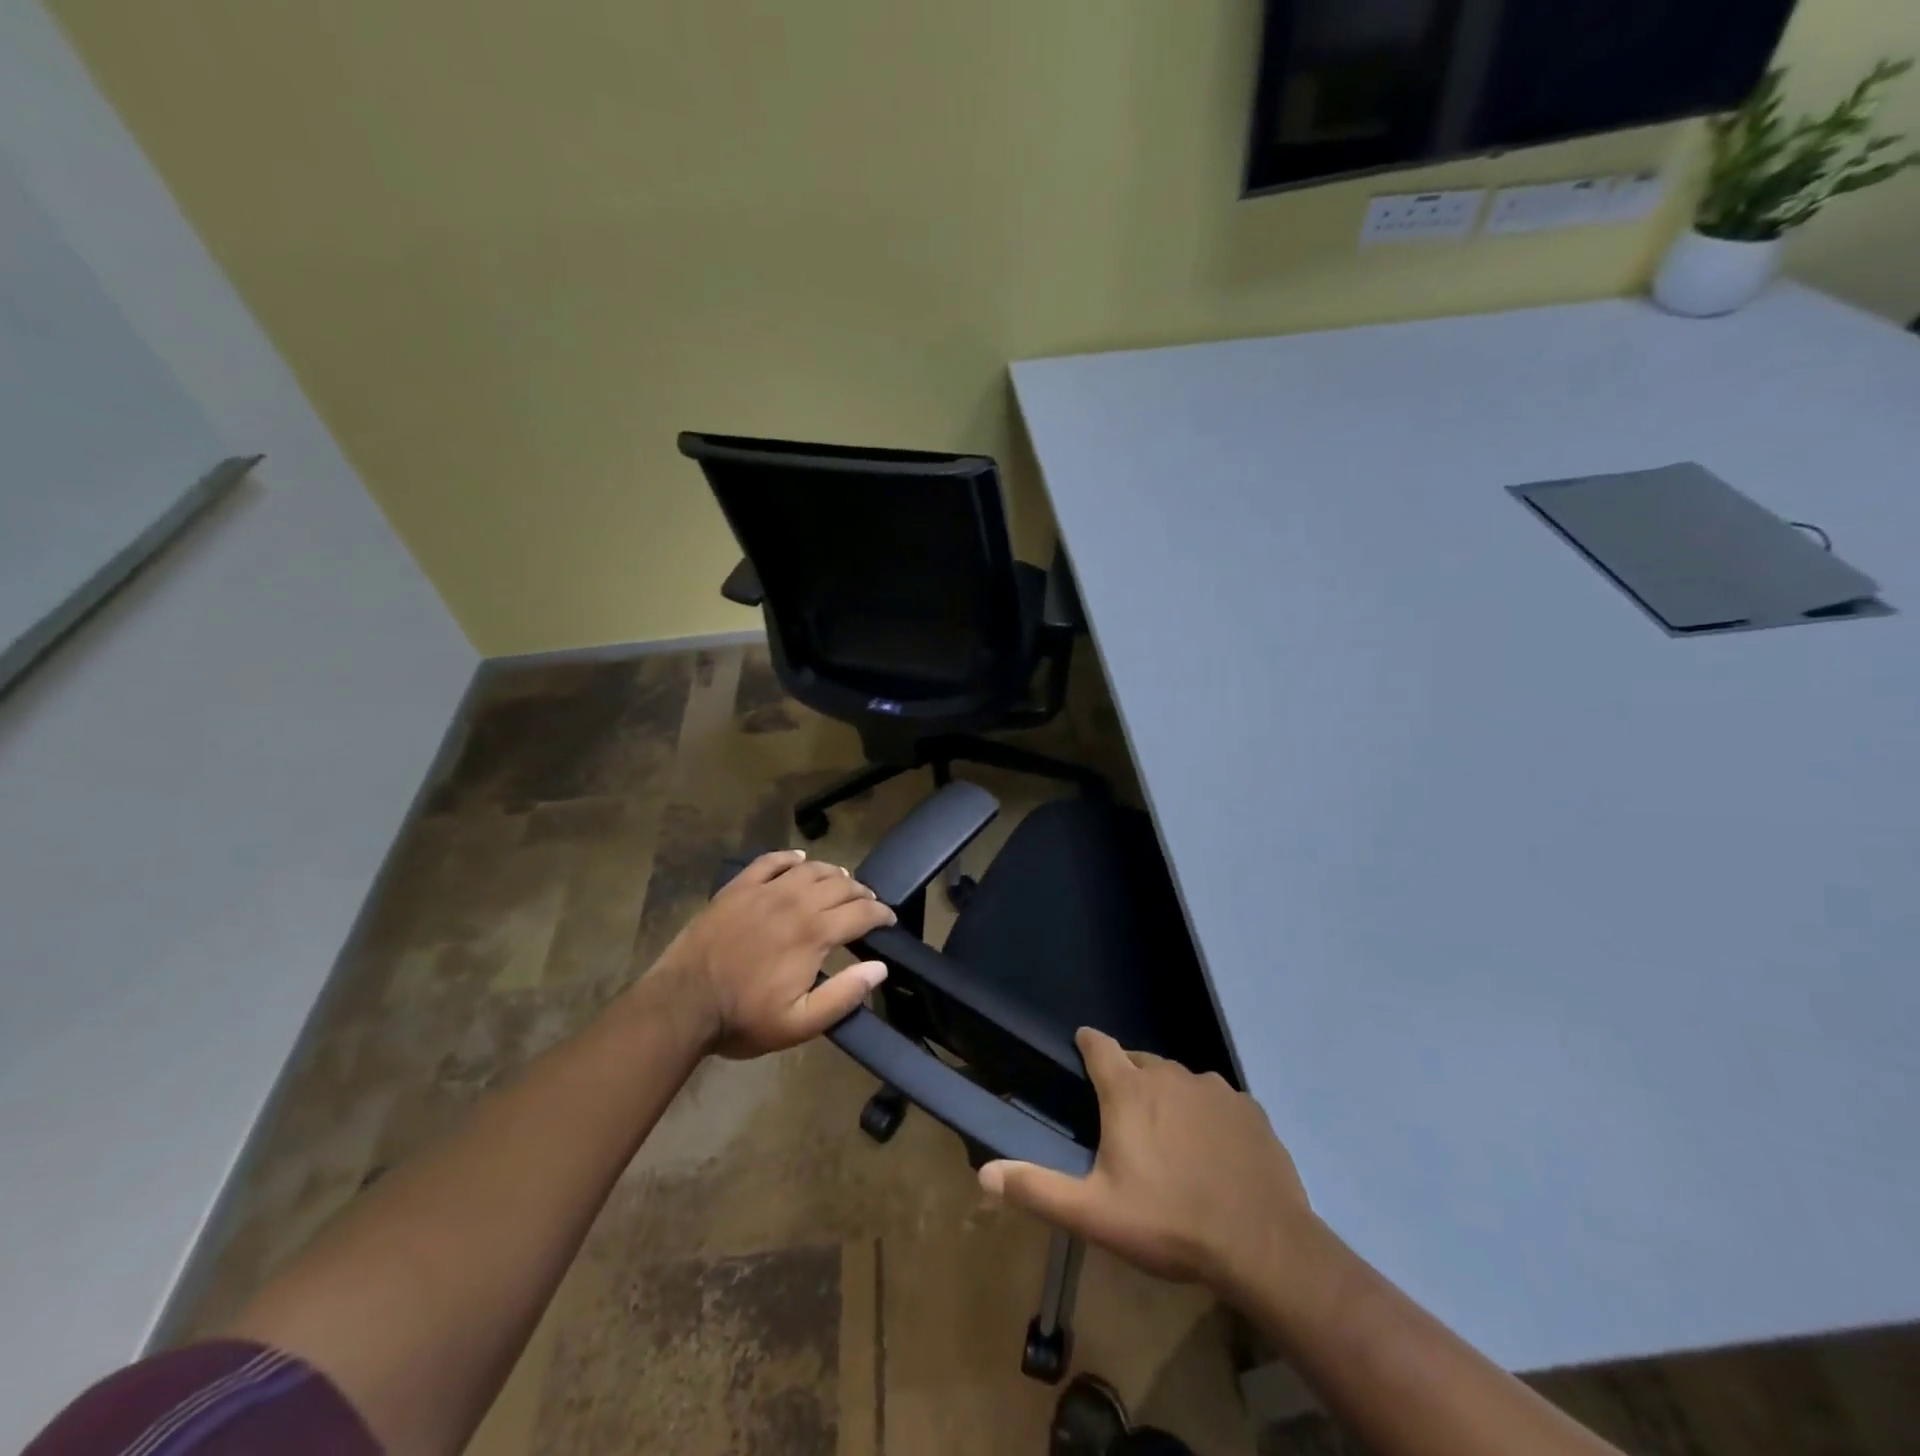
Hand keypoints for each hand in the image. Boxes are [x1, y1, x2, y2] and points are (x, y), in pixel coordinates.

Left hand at [645, 849, 895, 1058]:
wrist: (682, 1004)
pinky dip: (790, 857)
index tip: (889, 920)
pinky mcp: (738, 888)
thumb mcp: (800, 1024)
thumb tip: (879, 968)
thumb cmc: (744, 1018)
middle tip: (869, 903)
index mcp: (814, 933)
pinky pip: (770, 861)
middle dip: (862, 892)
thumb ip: (844, 995)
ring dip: (833, 873)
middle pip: (840, 885)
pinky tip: (799, 859)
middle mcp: (795, 902)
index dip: (881, 914)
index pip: (861, 913)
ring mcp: (764, 891)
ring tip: (842, 882)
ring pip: (810, 868)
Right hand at [979, 1027, 1313, 1291]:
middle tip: (1125, 1118)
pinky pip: (1218, 1101)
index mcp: (1129, 1091)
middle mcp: (1170, 1075)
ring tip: (1170, 1139)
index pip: (1099, 1045)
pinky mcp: (1249, 1109)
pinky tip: (1213, 1153)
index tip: (1082, 1050)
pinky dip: (1208, 1116)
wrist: (1262, 1245)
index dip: (1088, 1044)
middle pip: (1140, 1062)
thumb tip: (984, 1174)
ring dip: (1169, 1097)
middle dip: (1128, 1078)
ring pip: (1180, 1080)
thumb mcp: (1094, 1214)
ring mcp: (1214, 1088)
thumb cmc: (1169, 1223)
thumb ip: (1038, 1189)